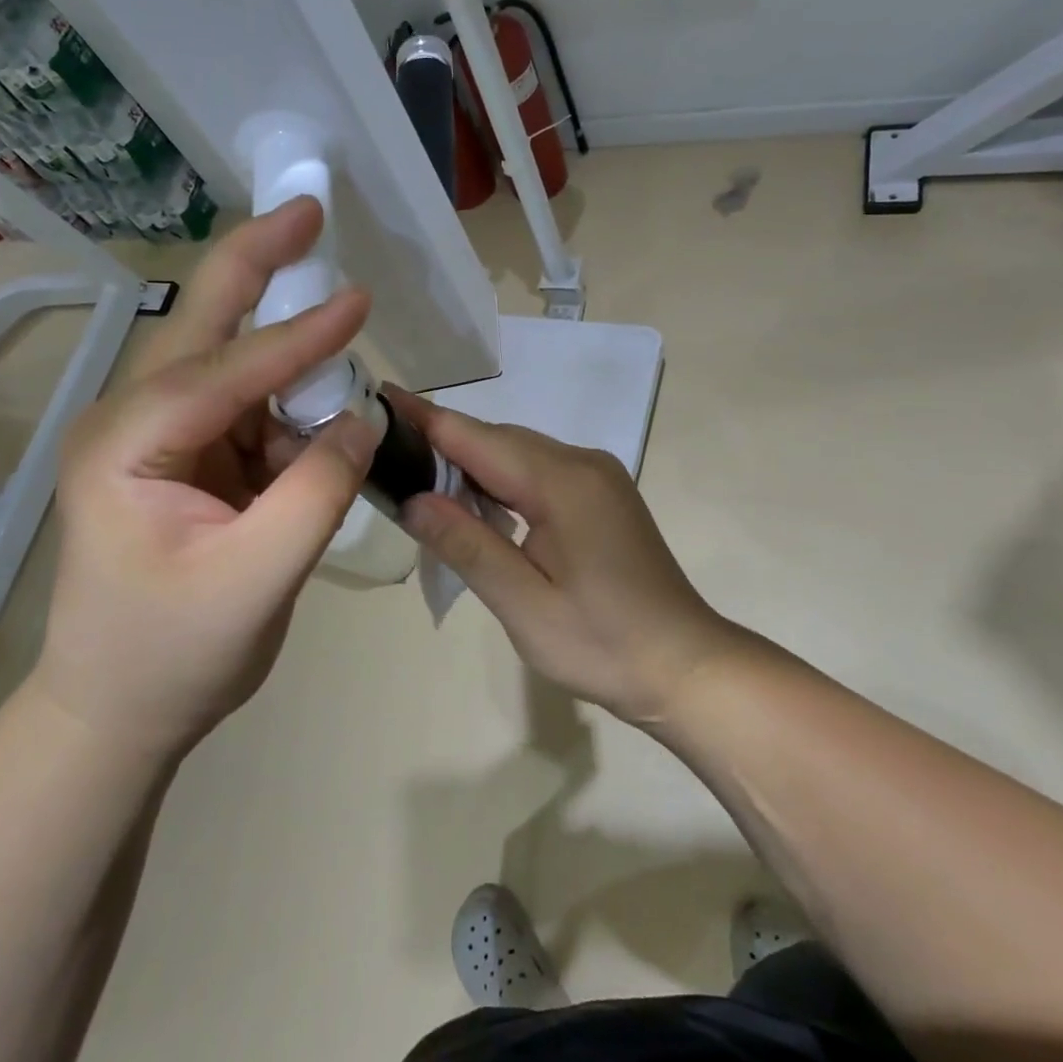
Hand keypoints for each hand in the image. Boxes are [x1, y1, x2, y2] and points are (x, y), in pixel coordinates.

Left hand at [35, 199, 378, 754]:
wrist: (118, 712)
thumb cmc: (170, 656)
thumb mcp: (255, 581)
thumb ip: (315, 494)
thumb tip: (361, 419)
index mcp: (126, 446)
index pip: (225, 375)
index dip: (299, 339)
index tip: (360, 301)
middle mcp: (131, 424)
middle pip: (201, 328)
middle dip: (255, 265)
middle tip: (306, 209)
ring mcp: (157, 439)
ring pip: (229, 366)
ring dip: (285, 347)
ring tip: (336, 317)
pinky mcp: (186, 460)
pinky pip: (247, 412)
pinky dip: (289, 405)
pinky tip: (320, 413)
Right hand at [390, 389, 750, 727]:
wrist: (684, 665)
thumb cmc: (602, 644)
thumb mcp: (523, 604)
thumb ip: (466, 544)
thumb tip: (411, 499)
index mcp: (562, 482)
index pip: (476, 437)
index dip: (425, 417)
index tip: (378, 396)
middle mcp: (582, 463)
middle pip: (497, 439)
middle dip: (442, 443)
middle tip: (385, 452)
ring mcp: (597, 476)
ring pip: (518, 453)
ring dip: (471, 463)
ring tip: (418, 477)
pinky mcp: (601, 494)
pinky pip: (538, 470)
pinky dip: (501, 479)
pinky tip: (477, 503)